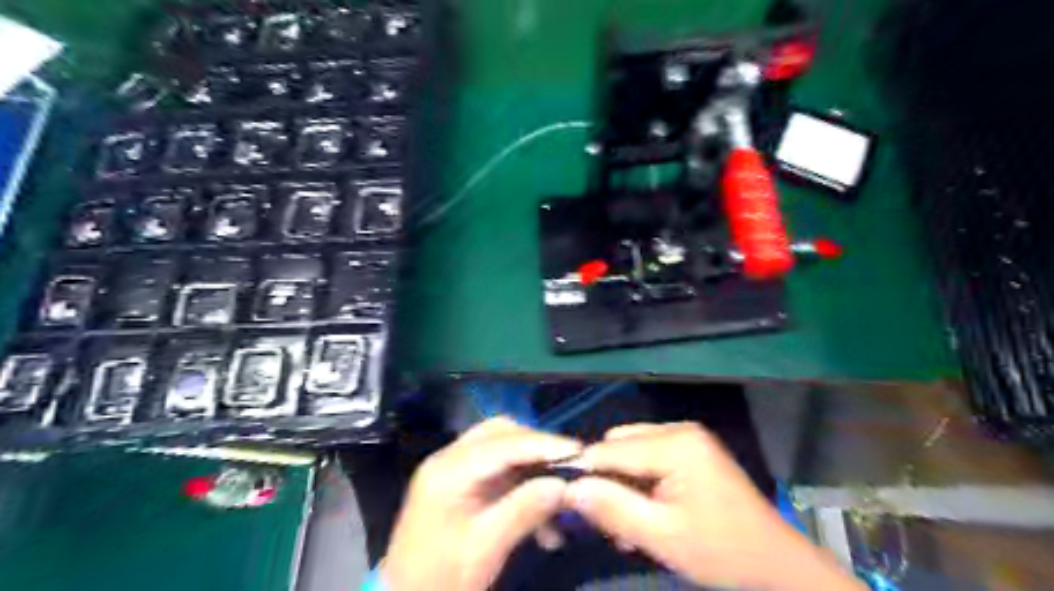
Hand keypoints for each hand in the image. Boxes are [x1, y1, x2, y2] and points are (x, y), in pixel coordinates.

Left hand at [384, 418, 579, 588]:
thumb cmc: (440, 578)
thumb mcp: (484, 549)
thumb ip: (524, 510)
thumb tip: (563, 485)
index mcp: (447, 471)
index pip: (502, 444)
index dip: (542, 444)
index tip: (578, 452)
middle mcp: (448, 459)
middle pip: (500, 434)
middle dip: (537, 447)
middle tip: (568, 466)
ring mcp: (453, 469)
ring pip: (501, 448)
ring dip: (532, 466)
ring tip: (558, 494)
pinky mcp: (460, 483)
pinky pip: (498, 469)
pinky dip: (522, 483)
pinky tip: (541, 513)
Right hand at [563, 421, 868, 588]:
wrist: (776, 562)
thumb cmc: (722, 551)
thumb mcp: (662, 537)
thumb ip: (614, 509)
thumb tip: (570, 488)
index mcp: (675, 444)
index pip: (609, 449)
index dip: (584, 473)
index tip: (567, 500)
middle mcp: (679, 429)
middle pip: (619, 444)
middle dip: (607, 479)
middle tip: (608, 519)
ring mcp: (687, 437)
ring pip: (630, 449)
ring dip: (622, 482)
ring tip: (629, 521)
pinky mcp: (691, 448)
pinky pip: (648, 454)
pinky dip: (639, 479)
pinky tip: (646, 509)